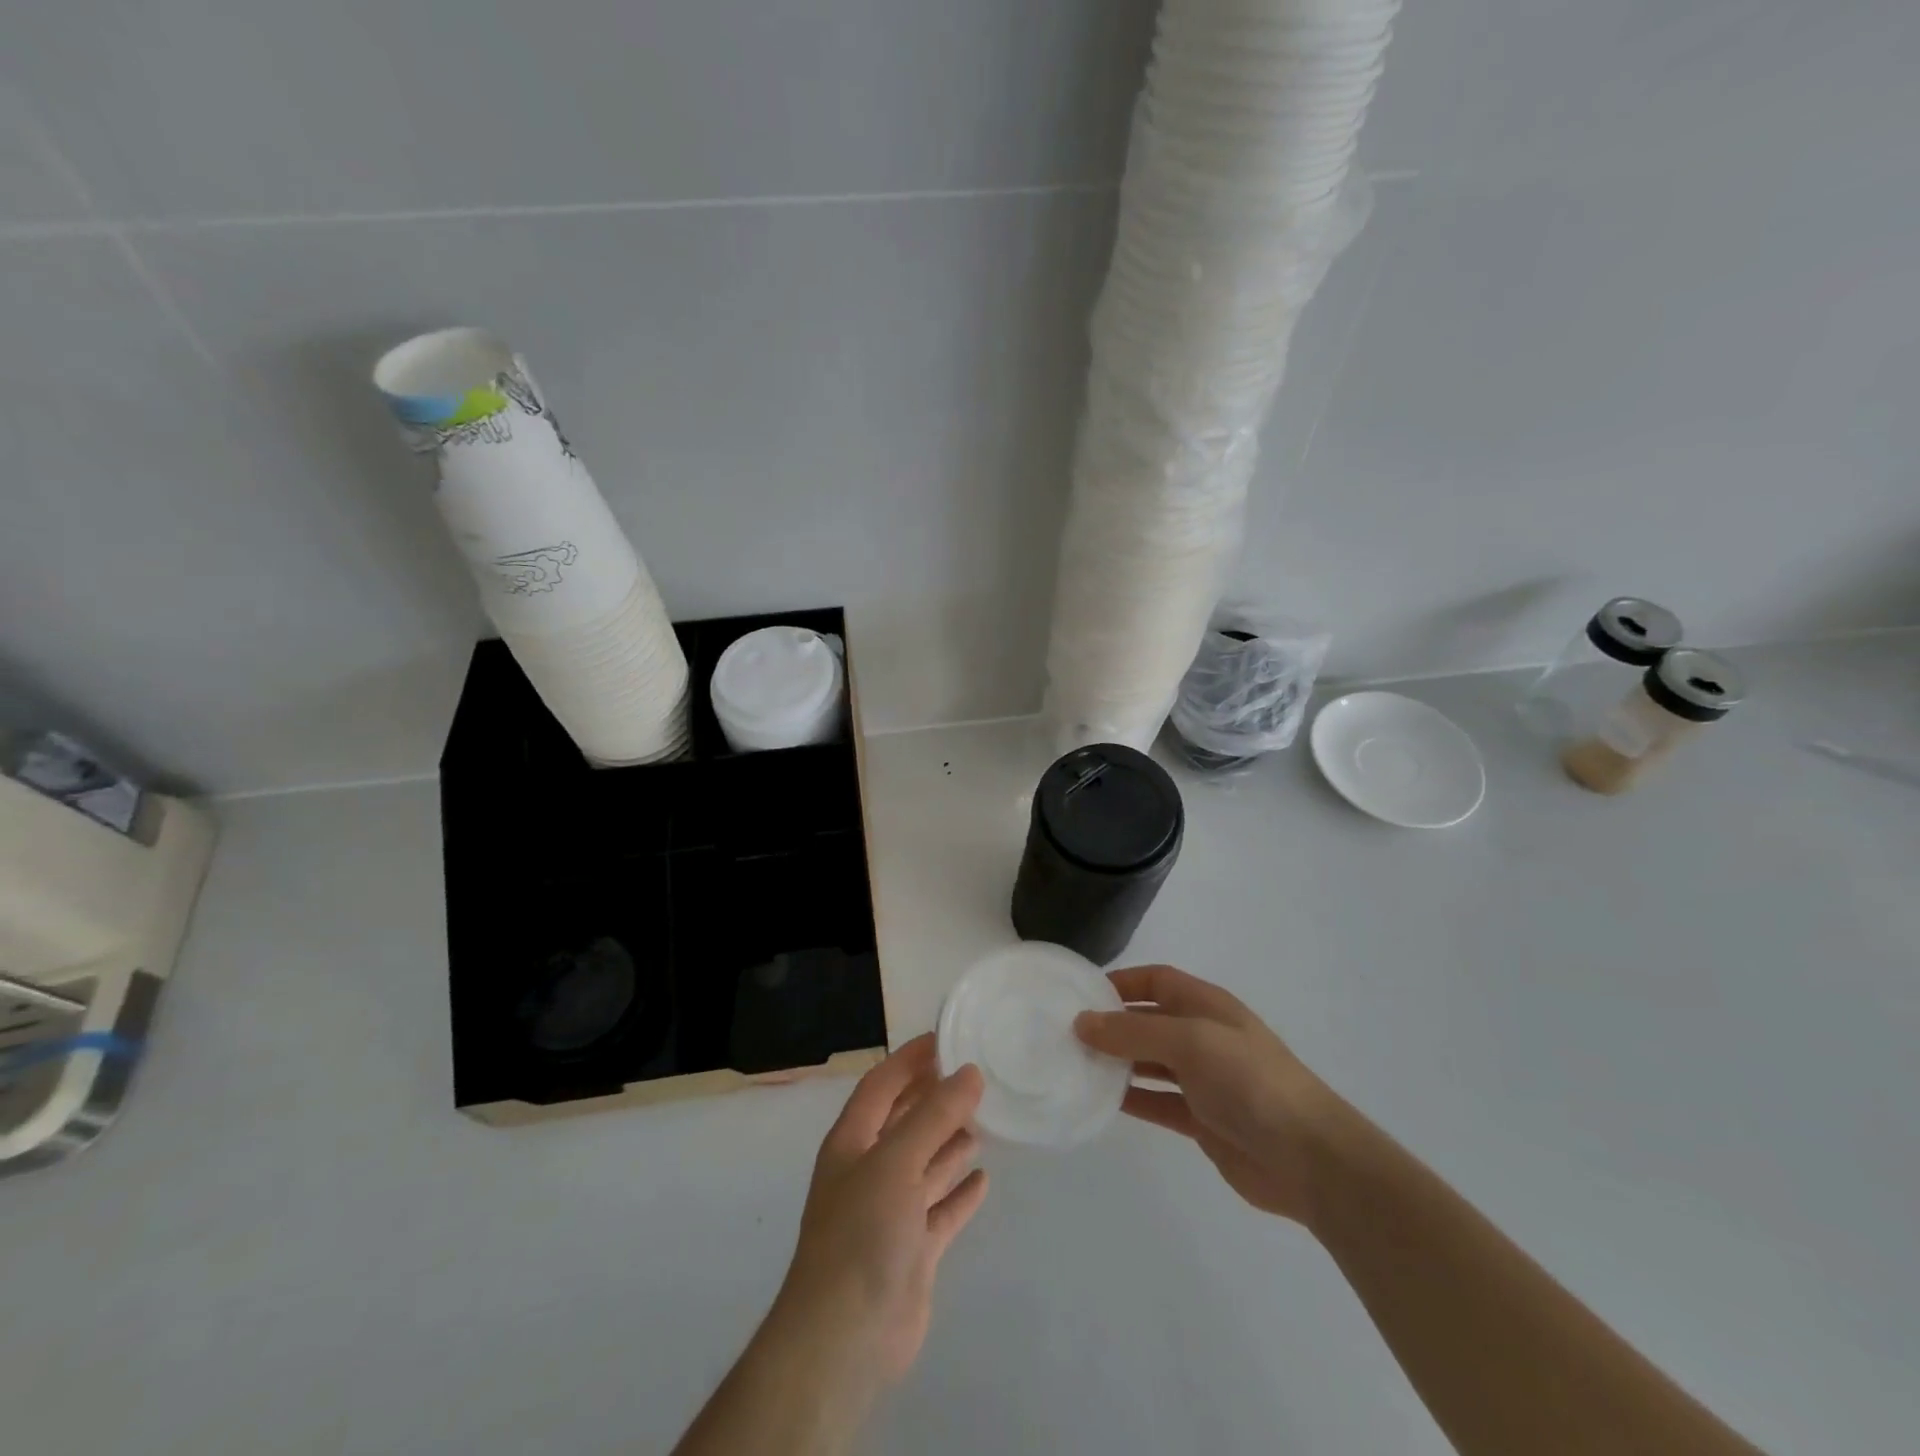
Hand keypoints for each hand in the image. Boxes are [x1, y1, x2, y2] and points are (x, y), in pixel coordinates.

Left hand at [773, 1034, 988, 1384]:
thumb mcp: (896, 1161)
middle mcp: (870, 1170)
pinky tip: (984, 1179)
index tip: (946, 1038)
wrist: (846, 1338)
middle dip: (936, 1098)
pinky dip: (960, 1193)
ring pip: (926, 1164)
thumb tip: (970, 1072)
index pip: (881, 1085)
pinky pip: (941, 1211)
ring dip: (951, 1143)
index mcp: (852, 1142)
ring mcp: (891, 1212)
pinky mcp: (913, 1250)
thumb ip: (934, 1115)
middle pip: (905, 1122)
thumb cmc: (862, 1232)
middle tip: (977, 1075)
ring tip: (986, 1119)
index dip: (909, 1059)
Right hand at [1075, 965, 1338, 1223]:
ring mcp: (1203, 1080)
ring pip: (1149, 1062)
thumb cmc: (1249, 1080)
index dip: (1121, 982)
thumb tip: (1082, 1022)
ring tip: (1075, 1065)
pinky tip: (1100, 1102)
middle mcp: (1203, 1036)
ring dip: (1117, 1062)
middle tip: (1066, 1034)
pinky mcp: (1202, 1120)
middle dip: (1112, 1025)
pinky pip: (1157, 1101)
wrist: (1308, 1158)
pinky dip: (1132, 1099)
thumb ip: (1133, 1032)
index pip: (1156, 980)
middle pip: (1148, 1021)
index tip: (1080, 995)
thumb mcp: (1189, 1042)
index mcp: (1206, 1006)